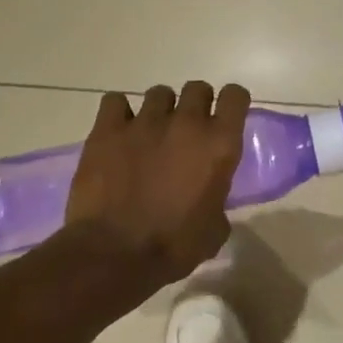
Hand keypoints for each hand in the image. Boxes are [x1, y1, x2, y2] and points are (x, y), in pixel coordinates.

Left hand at [57, 81, 250, 302]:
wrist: (116, 253)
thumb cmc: (174, 246)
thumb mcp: (215, 228)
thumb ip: (217, 200)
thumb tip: (209, 199)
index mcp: (220, 145)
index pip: (235, 97)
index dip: (232, 103)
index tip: (226, 117)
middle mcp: (186, 124)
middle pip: (197, 88)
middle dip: (196, 104)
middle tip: (187, 130)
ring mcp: (144, 123)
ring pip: (159, 93)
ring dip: (160, 110)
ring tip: (151, 134)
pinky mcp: (107, 130)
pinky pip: (115, 101)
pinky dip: (120, 113)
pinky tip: (119, 132)